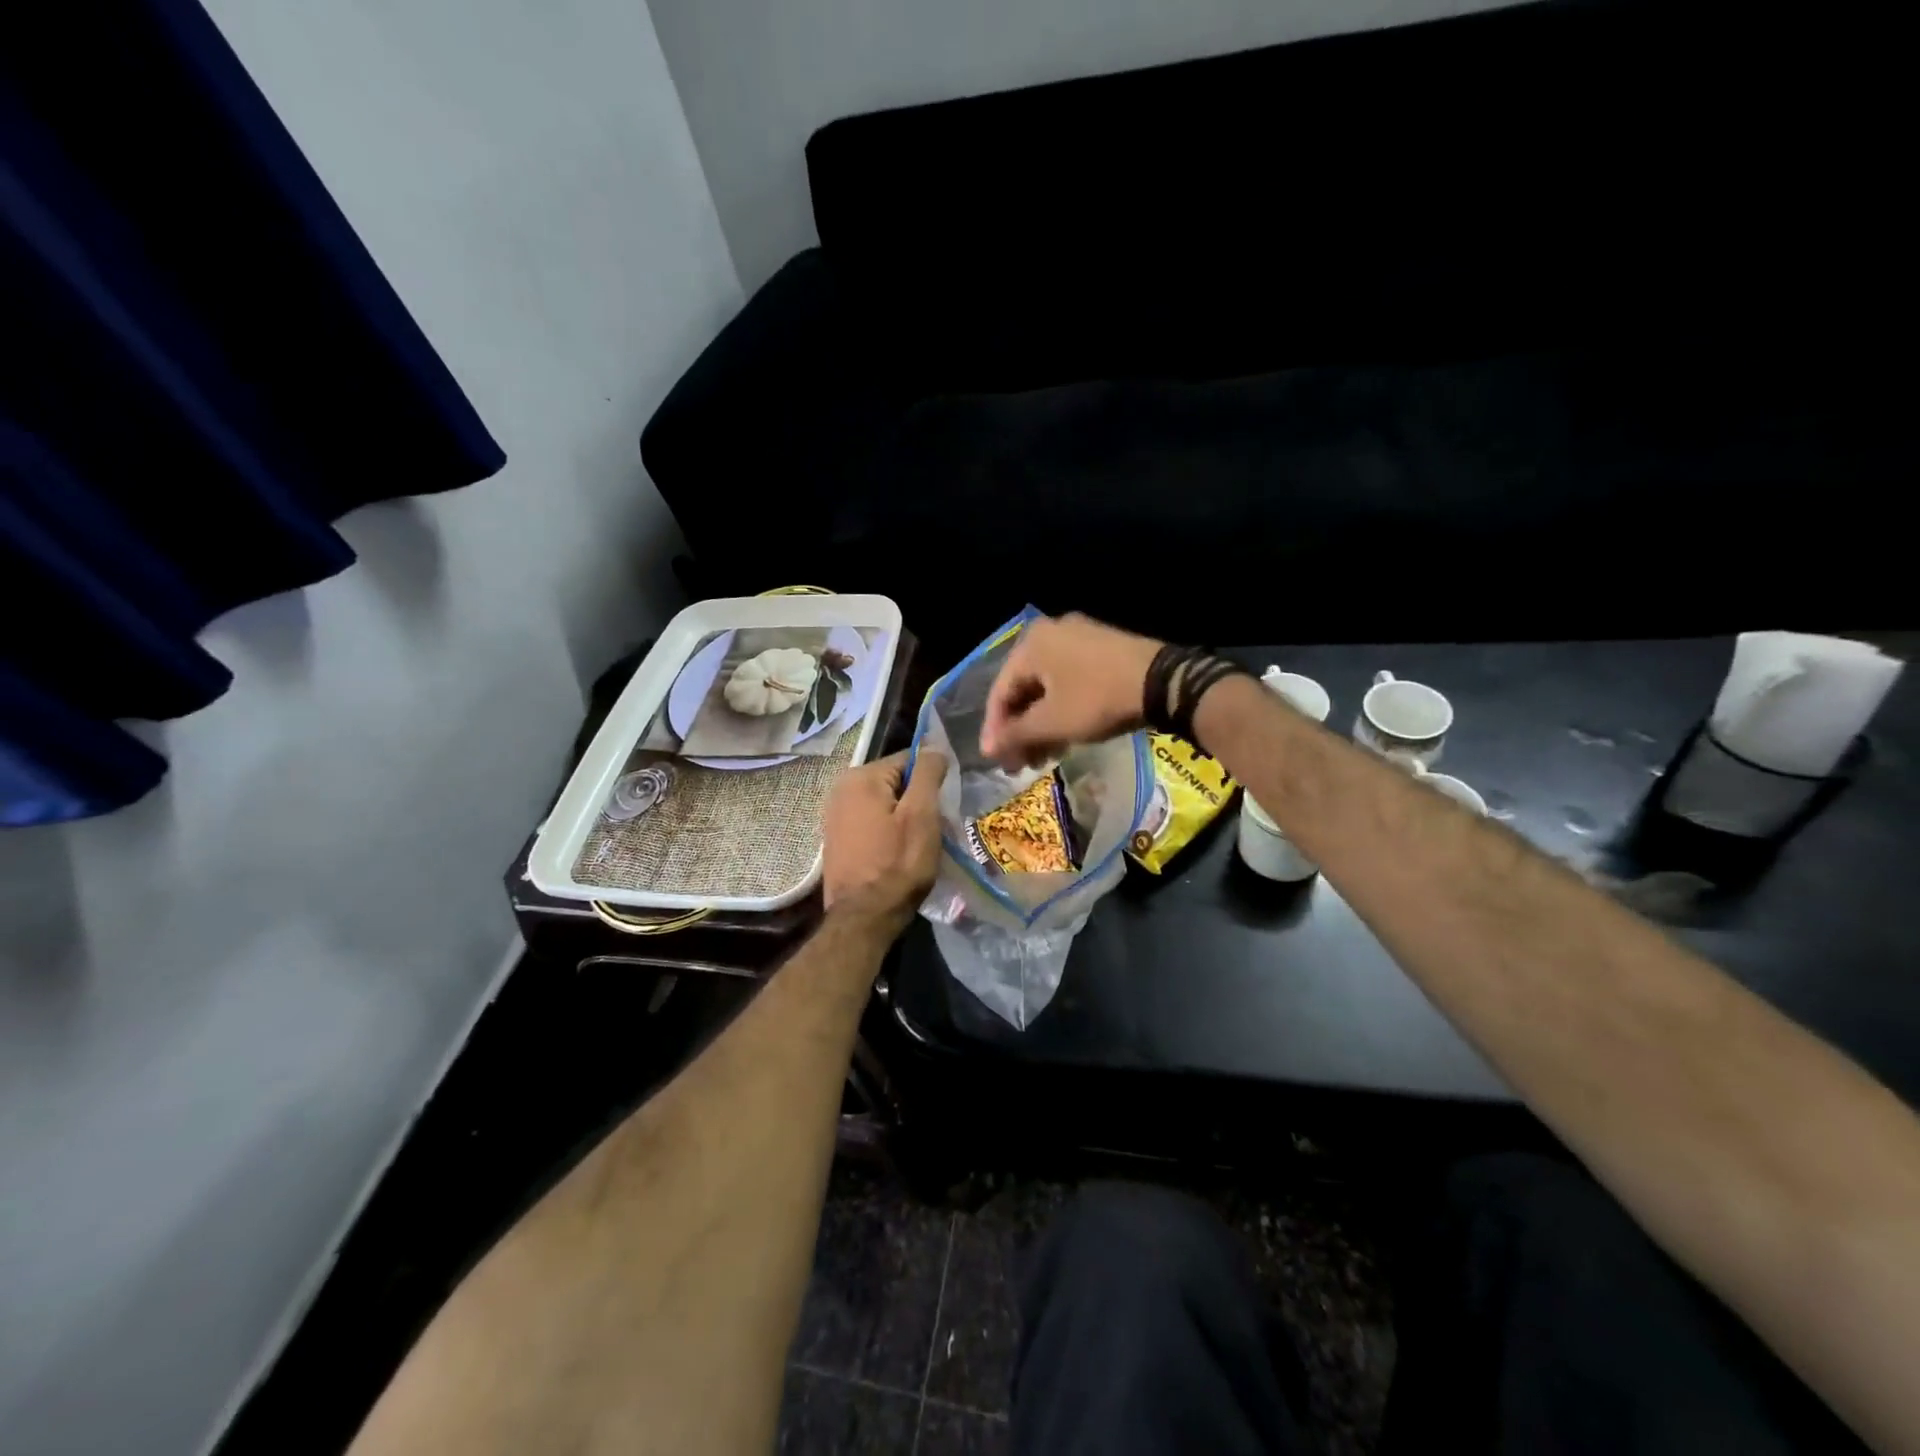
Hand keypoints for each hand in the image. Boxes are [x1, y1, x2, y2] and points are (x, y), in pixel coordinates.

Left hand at [821, 750, 948, 926]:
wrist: (863, 918)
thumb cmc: (897, 864)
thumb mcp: (922, 815)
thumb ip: (928, 773)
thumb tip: (933, 747)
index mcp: (861, 777)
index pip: (910, 760)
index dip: (932, 781)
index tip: (944, 807)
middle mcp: (841, 788)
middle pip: (896, 782)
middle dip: (918, 800)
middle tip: (934, 829)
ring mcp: (836, 814)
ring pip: (886, 803)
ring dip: (905, 818)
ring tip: (919, 844)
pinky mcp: (838, 838)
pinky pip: (873, 822)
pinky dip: (889, 831)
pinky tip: (898, 853)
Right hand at [980, 613, 1162, 767]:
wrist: (1163, 681)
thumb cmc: (1097, 699)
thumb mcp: (1052, 722)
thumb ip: (1015, 735)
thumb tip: (987, 749)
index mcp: (1031, 644)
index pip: (1000, 692)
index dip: (995, 730)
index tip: (996, 760)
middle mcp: (1050, 633)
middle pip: (1023, 689)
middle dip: (1020, 730)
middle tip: (1021, 764)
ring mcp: (1078, 637)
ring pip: (1047, 687)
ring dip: (1041, 724)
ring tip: (1043, 757)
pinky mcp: (1101, 648)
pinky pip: (1068, 680)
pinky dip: (1061, 709)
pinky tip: (1065, 736)